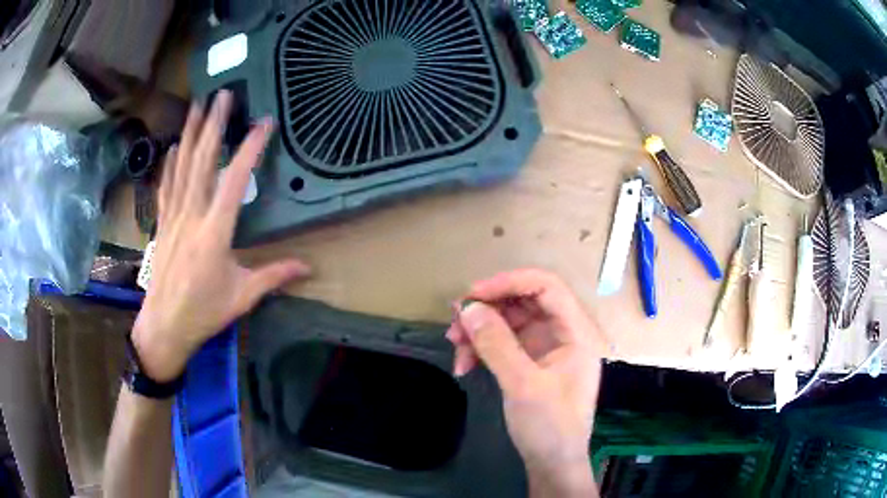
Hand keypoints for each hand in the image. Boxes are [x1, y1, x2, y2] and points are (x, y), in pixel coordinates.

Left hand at [132, 91, 309, 381]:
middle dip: (213, 125)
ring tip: (196, 106)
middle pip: (202, 162)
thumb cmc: (204, 312)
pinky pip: (165, 187)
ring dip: (189, 133)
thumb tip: (308, 267)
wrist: (165, 325)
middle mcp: (192, 215)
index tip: (263, 123)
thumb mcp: (243, 296)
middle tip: (222, 95)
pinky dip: (169, 164)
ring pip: (181, 167)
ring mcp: (173, 217)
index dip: (249, 149)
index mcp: (215, 231)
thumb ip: (274, 276)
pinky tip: (172, 147)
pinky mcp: (162, 224)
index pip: (234, 180)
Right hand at [447, 269, 603, 495]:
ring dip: (480, 330)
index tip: (473, 295)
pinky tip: (464, 365)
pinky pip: (503, 342)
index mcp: (577, 332)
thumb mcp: (523, 385)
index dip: (510, 283)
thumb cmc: (549, 427)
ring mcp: (546, 348)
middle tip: (456, 322)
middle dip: (488, 310)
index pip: (547, 287)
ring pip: (509, 321)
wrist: (552, 465)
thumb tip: (467, 308)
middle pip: (524, 302)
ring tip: (454, 346)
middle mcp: (564, 333)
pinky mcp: (531, 362)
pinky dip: (482, 348)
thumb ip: (496, 344)